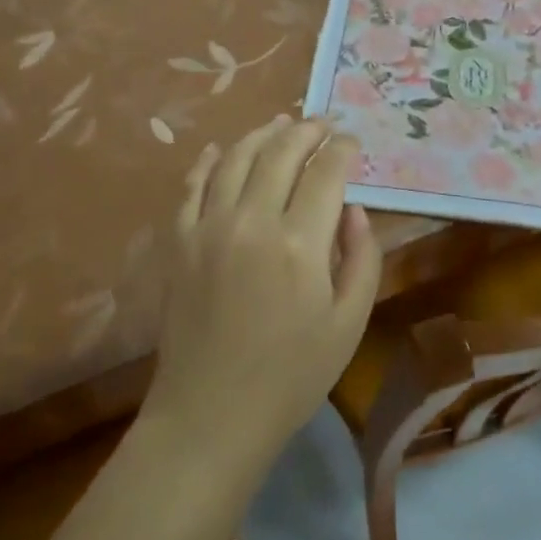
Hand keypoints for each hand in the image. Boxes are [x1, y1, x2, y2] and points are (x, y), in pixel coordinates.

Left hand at [145, 115, 381, 468]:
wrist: (211, 415)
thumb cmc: (291, 376)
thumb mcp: (348, 324)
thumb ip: (361, 257)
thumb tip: (353, 208)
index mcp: (299, 243)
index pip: (326, 173)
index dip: (343, 150)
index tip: (352, 142)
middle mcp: (252, 220)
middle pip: (282, 152)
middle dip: (308, 130)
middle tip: (324, 125)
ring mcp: (209, 227)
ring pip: (237, 157)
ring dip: (263, 133)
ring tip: (282, 124)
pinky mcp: (179, 241)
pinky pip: (193, 184)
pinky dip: (209, 160)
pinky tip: (222, 149)